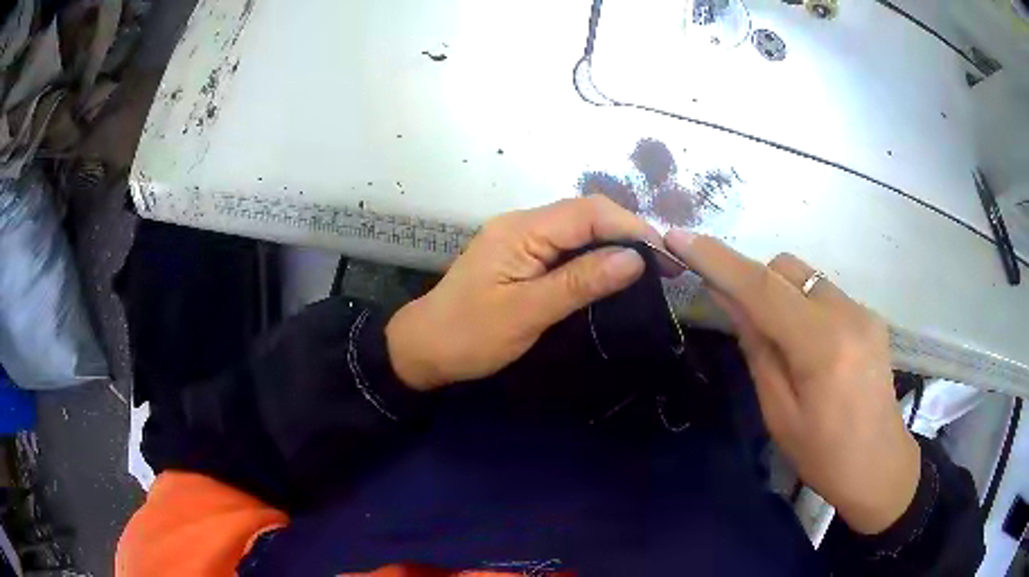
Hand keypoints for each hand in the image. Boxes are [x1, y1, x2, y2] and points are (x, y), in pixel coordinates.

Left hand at [386, 196, 661, 390]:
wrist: (425, 348)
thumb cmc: (471, 335)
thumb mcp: (527, 312)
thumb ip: (580, 282)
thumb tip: (633, 258)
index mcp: (521, 230)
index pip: (588, 212)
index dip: (631, 227)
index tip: (665, 255)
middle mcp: (523, 223)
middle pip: (586, 214)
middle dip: (628, 233)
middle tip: (665, 264)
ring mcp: (521, 238)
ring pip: (579, 228)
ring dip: (615, 243)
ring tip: (650, 267)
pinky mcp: (522, 255)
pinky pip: (567, 245)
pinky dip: (596, 255)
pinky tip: (614, 271)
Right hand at [665, 230, 919, 534]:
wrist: (879, 465)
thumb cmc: (823, 454)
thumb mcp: (779, 413)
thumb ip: (757, 349)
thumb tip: (729, 299)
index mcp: (822, 346)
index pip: (762, 288)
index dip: (718, 260)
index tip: (679, 237)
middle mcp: (847, 313)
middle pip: (786, 267)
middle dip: (754, 281)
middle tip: (740, 318)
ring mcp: (863, 311)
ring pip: (806, 277)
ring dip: (780, 294)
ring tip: (780, 340)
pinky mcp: (870, 316)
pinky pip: (825, 293)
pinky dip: (803, 306)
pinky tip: (809, 347)